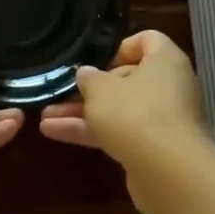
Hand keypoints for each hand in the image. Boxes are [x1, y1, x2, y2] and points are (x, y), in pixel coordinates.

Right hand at [40, 31, 212, 213]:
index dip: (119, 47)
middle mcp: (169, 86)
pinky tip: (55, 133)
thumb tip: (85, 73)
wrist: (169, 173)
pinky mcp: (153, 149)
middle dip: (91, 88)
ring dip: (83, 113)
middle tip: (62, 92)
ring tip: (46, 116)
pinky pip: (120, 133)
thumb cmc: (136, 114)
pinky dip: (92, 133)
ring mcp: (163, 120)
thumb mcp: (101, 90)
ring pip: (119, 109)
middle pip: (128, 78)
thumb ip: (88, 78)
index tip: (95, 61)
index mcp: (165, 61)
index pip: (147, 40)